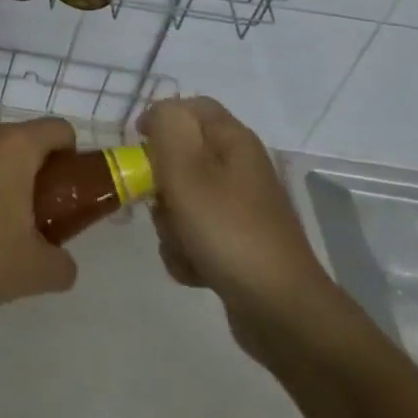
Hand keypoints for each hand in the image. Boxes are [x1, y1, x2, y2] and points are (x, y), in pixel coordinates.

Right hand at [141, 97, 340, 359]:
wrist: (280, 310)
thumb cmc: (228, 230)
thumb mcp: (187, 169)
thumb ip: (168, 126)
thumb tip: (160, 113)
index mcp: (233, 141)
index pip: (191, 106)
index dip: (160, 119)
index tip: (137, 146)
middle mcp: (239, 168)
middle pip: (181, 157)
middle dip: (161, 183)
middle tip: (161, 202)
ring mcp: (240, 209)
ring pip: (182, 200)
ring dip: (170, 224)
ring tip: (183, 244)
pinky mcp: (237, 244)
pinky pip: (195, 235)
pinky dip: (187, 251)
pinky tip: (195, 269)